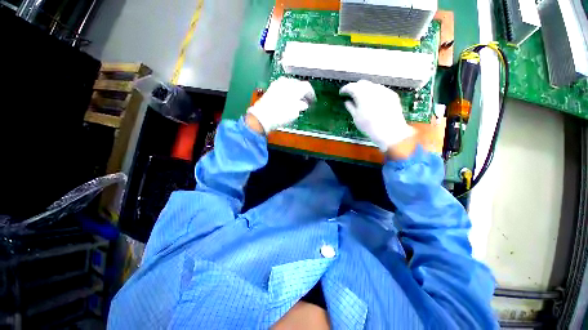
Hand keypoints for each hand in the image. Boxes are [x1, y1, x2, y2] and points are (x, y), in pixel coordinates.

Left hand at [247, 77, 315, 133]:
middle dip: (303, 92)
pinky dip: (288, 92)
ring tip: (297, 101)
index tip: (313, 101)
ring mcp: (278, 84)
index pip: (307, 87)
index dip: (311, 94)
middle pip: (299, 84)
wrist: (262, 116)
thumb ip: (301, 106)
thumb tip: (303, 104)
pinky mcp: (271, 88)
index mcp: (295, 87)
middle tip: (306, 101)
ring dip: (295, 92)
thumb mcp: (294, 113)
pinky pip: (283, 87)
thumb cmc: (280, 116)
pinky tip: (287, 99)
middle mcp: (287, 82)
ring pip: (290, 85)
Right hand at [340, 80, 415, 154]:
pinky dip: (375, 93)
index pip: (351, 86)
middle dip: (355, 87)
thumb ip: (350, 107)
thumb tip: (347, 102)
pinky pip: (381, 90)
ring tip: (363, 99)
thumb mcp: (356, 117)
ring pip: (372, 85)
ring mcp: (384, 90)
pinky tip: (374, 102)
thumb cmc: (368, 125)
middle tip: (351, 95)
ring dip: (366, 90)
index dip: (345, 89)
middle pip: (362, 83)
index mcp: (361, 93)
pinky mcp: (392, 94)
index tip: (342, 93)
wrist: (389, 131)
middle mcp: (373, 88)